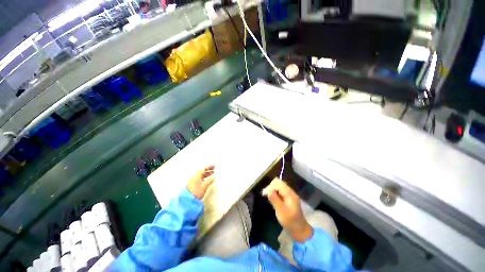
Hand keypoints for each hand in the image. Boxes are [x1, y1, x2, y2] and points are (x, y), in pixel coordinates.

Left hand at [186, 166, 214, 198]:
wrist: (187, 200)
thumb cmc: (196, 192)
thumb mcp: (204, 186)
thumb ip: (209, 180)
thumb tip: (214, 176)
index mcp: (197, 175)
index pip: (204, 169)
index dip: (209, 167)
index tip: (214, 167)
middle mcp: (194, 176)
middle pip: (202, 171)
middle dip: (208, 170)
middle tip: (214, 170)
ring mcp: (193, 180)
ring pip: (201, 175)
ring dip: (206, 174)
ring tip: (212, 174)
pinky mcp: (192, 184)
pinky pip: (199, 178)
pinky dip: (204, 177)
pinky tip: (207, 179)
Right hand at [263, 178, 312, 242]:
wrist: (300, 230)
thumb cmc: (290, 221)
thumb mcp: (281, 211)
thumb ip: (275, 200)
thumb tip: (269, 190)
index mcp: (290, 194)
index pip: (279, 183)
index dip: (271, 186)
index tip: (265, 194)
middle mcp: (290, 192)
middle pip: (279, 184)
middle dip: (271, 187)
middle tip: (265, 195)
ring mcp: (290, 195)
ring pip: (279, 187)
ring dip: (273, 190)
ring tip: (268, 197)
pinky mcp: (288, 199)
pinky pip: (280, 192)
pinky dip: (275, 194)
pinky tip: (272, 199)